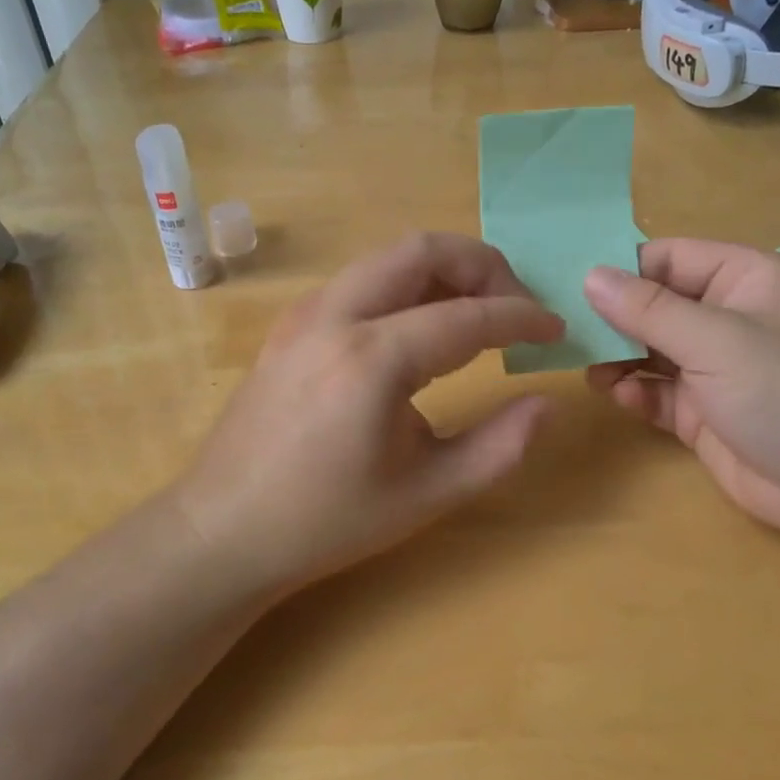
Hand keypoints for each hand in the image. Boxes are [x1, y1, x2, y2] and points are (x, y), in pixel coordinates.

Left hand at [178, 232, 562, 594]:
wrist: (223, 529)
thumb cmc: (327, 521)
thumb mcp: (427, 495)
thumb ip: (500, 447)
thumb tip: (547, 402)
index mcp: (372, 358)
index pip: (467, 314)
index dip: (522, 317)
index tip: (556, 331)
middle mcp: (335, 315)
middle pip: (423, 250)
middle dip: (482, 266)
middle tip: (516, 307)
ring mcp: (306, 312)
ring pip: (388, 258)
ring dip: (442, 272)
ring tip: (476, 317)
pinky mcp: (291, 323)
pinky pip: (362, 280)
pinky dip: (405, 286)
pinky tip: (421, 332)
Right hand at [583, 239, 779, 549]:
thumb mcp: (715, 340)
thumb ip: (648, 309)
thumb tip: (589, 276)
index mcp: (743, 280)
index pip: (668, 258)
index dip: (622, 270)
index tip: (572, 287)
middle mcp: (728, 318)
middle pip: (655, 305)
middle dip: (614, 318)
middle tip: (567, 330)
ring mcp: (716, 368)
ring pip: (651, 350)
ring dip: (619, 358)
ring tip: (588, 368)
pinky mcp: (705, 412)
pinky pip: (658, 392)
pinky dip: (636, 392)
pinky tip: (620, 397)